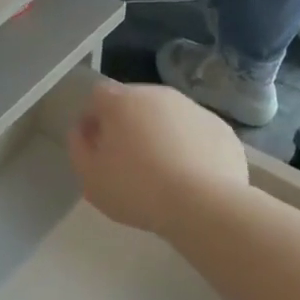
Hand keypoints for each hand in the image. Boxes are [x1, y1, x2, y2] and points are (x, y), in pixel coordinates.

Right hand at [67, 79, 247, 237]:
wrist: (203, 204)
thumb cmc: (136, 189)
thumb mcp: (90, 178)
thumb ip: (78, 147)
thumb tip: (83, 131)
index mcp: (122, 101)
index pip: (98, 96)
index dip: (93, 119)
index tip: (95, 147)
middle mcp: (158, 95)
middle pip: (134, 102)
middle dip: (127, 124)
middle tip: (127, 161)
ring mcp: (194, 108)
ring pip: (168, 116)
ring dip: (160, 134)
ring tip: (162, 172)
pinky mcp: (221, 128)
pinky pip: (195, 133)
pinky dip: (189, 147)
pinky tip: (190, 176)